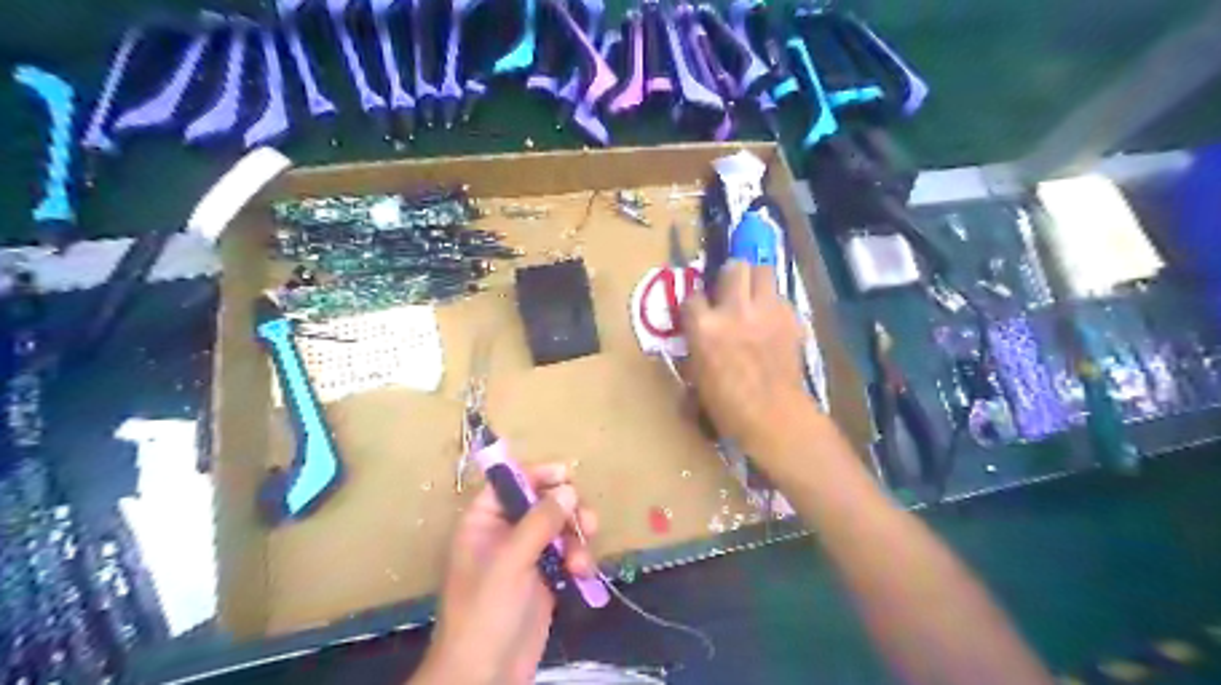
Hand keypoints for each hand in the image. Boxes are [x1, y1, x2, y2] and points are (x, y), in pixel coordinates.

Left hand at [411, 460, 600, 684]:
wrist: (485, 675)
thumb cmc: (485, 611)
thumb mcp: (510, 561)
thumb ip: (539, 522)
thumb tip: (568, 489)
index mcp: (483, 522)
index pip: (509, 483)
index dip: (536, 474)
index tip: (566, 475)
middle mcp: (505, 533)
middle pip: (543, 502)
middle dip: (567, 511)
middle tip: (586, 522)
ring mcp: (527, 556)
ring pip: (561, 528)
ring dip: (577, 539)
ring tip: (581, 562)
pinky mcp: (545, 578)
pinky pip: (568, 554)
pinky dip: (579, 560)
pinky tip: (583, 575)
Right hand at [682, 264, 814, 452]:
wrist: (773, 415)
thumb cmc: (727, 406)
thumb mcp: (697, 375)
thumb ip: (696, 346)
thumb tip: (698, 335)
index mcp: (704, 327)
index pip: (692, 295)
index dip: (696, 302)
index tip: (699, 310)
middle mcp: (734, 310)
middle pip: (734, 267)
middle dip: (730, 276)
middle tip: (730, 292)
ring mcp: (766, 311)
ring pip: (763, 271)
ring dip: (756, 281)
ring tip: (754, 297)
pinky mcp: (791, 318)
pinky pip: (781, 298)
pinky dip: (775, 305)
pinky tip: (772, 322)